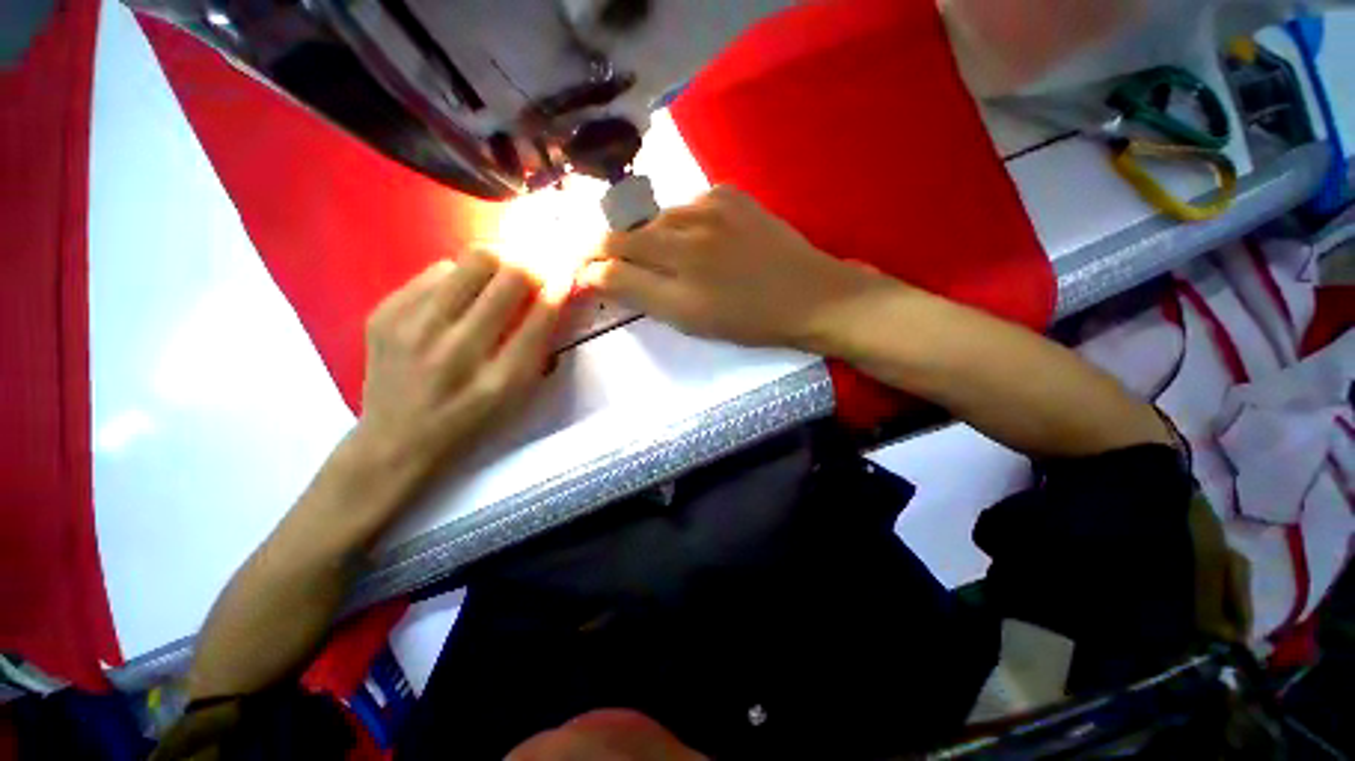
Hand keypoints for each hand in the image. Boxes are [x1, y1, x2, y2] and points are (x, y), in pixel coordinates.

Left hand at [348, 250, 561, 497]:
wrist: (397, 440)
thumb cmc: (472, 421)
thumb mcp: (518, 395)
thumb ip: (538, 346)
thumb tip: (550, 292)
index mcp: (500, 380)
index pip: (540, 317)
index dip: (556, 288)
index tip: (563, 274)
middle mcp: (457, 350)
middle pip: (507, 275)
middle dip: (531, 265)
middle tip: (534, 269)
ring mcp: (414, 328)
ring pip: (471, 261)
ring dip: (498, 262)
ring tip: (500, 276)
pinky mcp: (384, 314)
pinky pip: (436, 271)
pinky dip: (459, 277)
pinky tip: (459, 297)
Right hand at [580, 186, 890, 350]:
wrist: (810, 296)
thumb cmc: (748, 320)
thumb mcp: (690, 320)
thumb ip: (640, 293)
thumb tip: (599, 274)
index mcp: (676, 267)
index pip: (613, 255)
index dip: (591, 262)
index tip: (584, 271)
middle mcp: (686, 227)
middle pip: (629, 231)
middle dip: (614, 248)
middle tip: (615, 265)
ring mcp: (710, 203)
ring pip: (657, 218)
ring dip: (650, 238)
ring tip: (665, 259)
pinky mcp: (730, 193)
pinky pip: (687, 206)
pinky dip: (681, 224)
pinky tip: (698, 242)